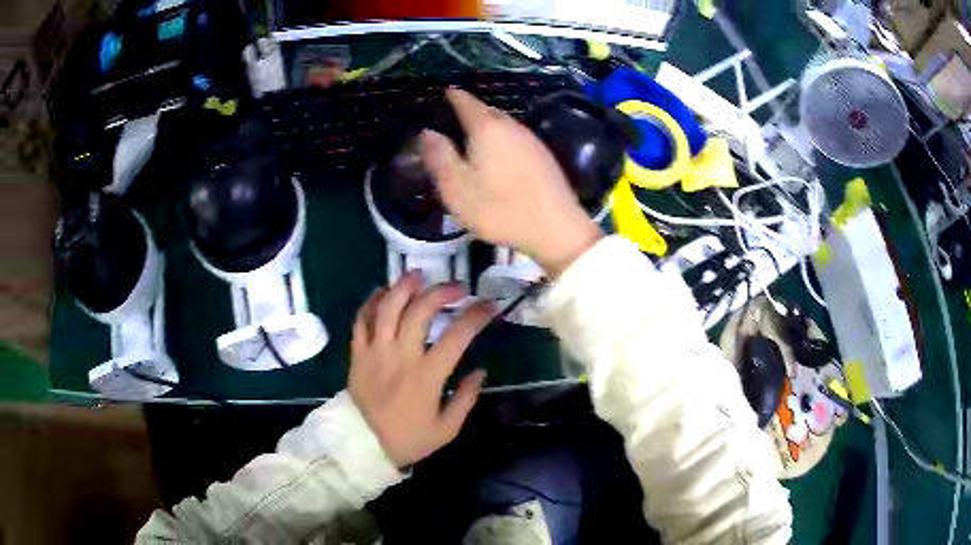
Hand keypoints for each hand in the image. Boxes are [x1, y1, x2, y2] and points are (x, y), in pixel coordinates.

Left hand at [348, 272, 494, 467]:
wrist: (363, 446)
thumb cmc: (408, 439)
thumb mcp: (446, 429)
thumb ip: (466, 399)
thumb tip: (481, 371)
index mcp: (426, 377)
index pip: (456, 337)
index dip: (475, 317)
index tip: (489, 306)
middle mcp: (400, 357)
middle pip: (419, 313)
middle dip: (442, 293)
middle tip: (457, 287)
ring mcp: (375, 352)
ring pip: (387, 309)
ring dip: (403, 287)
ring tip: (418, 275)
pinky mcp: (357, 354)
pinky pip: (360, 321)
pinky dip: (371, 302)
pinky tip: (383, 292)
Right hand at [420, 88, 602, 276]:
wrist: (556, 229)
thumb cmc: (500, 209)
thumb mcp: (457, 189)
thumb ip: (440, 158)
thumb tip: (427, 132)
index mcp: (487, 129)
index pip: (466, 102)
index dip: (454, 96)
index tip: (445, 92)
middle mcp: (511, 127)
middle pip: (487, 111)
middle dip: (471, 111)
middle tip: (454, 119)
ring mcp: (532, 141)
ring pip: (504, 125)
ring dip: (488, 127)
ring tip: (473, 138)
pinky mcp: (545, 157)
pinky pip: (516, 139)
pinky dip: (503, 140)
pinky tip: (499, 157)